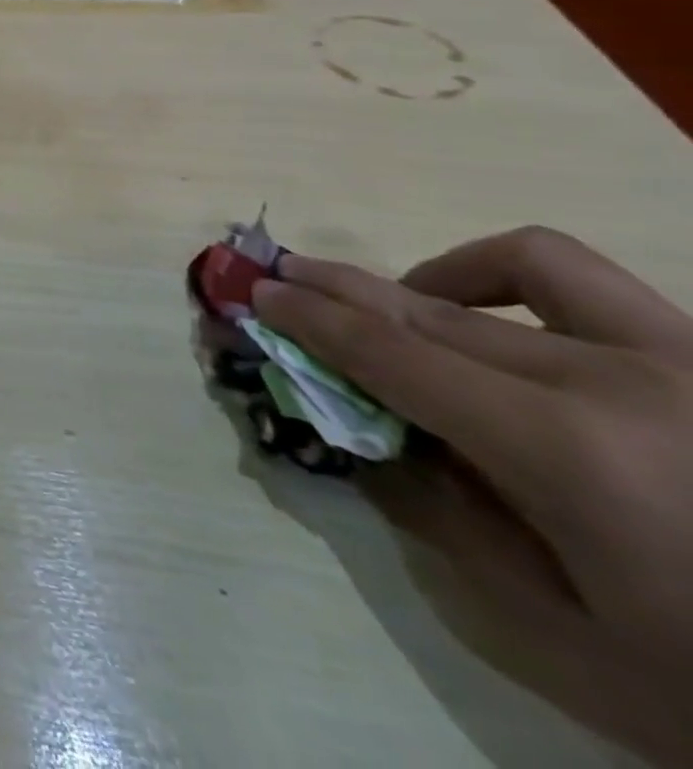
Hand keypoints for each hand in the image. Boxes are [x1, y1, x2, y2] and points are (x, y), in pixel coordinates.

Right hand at [256, 229, 692, 758]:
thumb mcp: (556, 638)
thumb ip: (440, 520)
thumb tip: (367, 433)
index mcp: (569, 452)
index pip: (390, 354)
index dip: (309, 319)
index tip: (256, 294)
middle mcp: (619, 380)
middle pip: (430, 309)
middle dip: (337, 291)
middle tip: (283, 282)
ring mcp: (682, 357)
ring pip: (514, 266)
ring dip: (424, 278)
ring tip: (392, 303)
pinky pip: (585, 277)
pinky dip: (508, 274)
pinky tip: (492, 312)